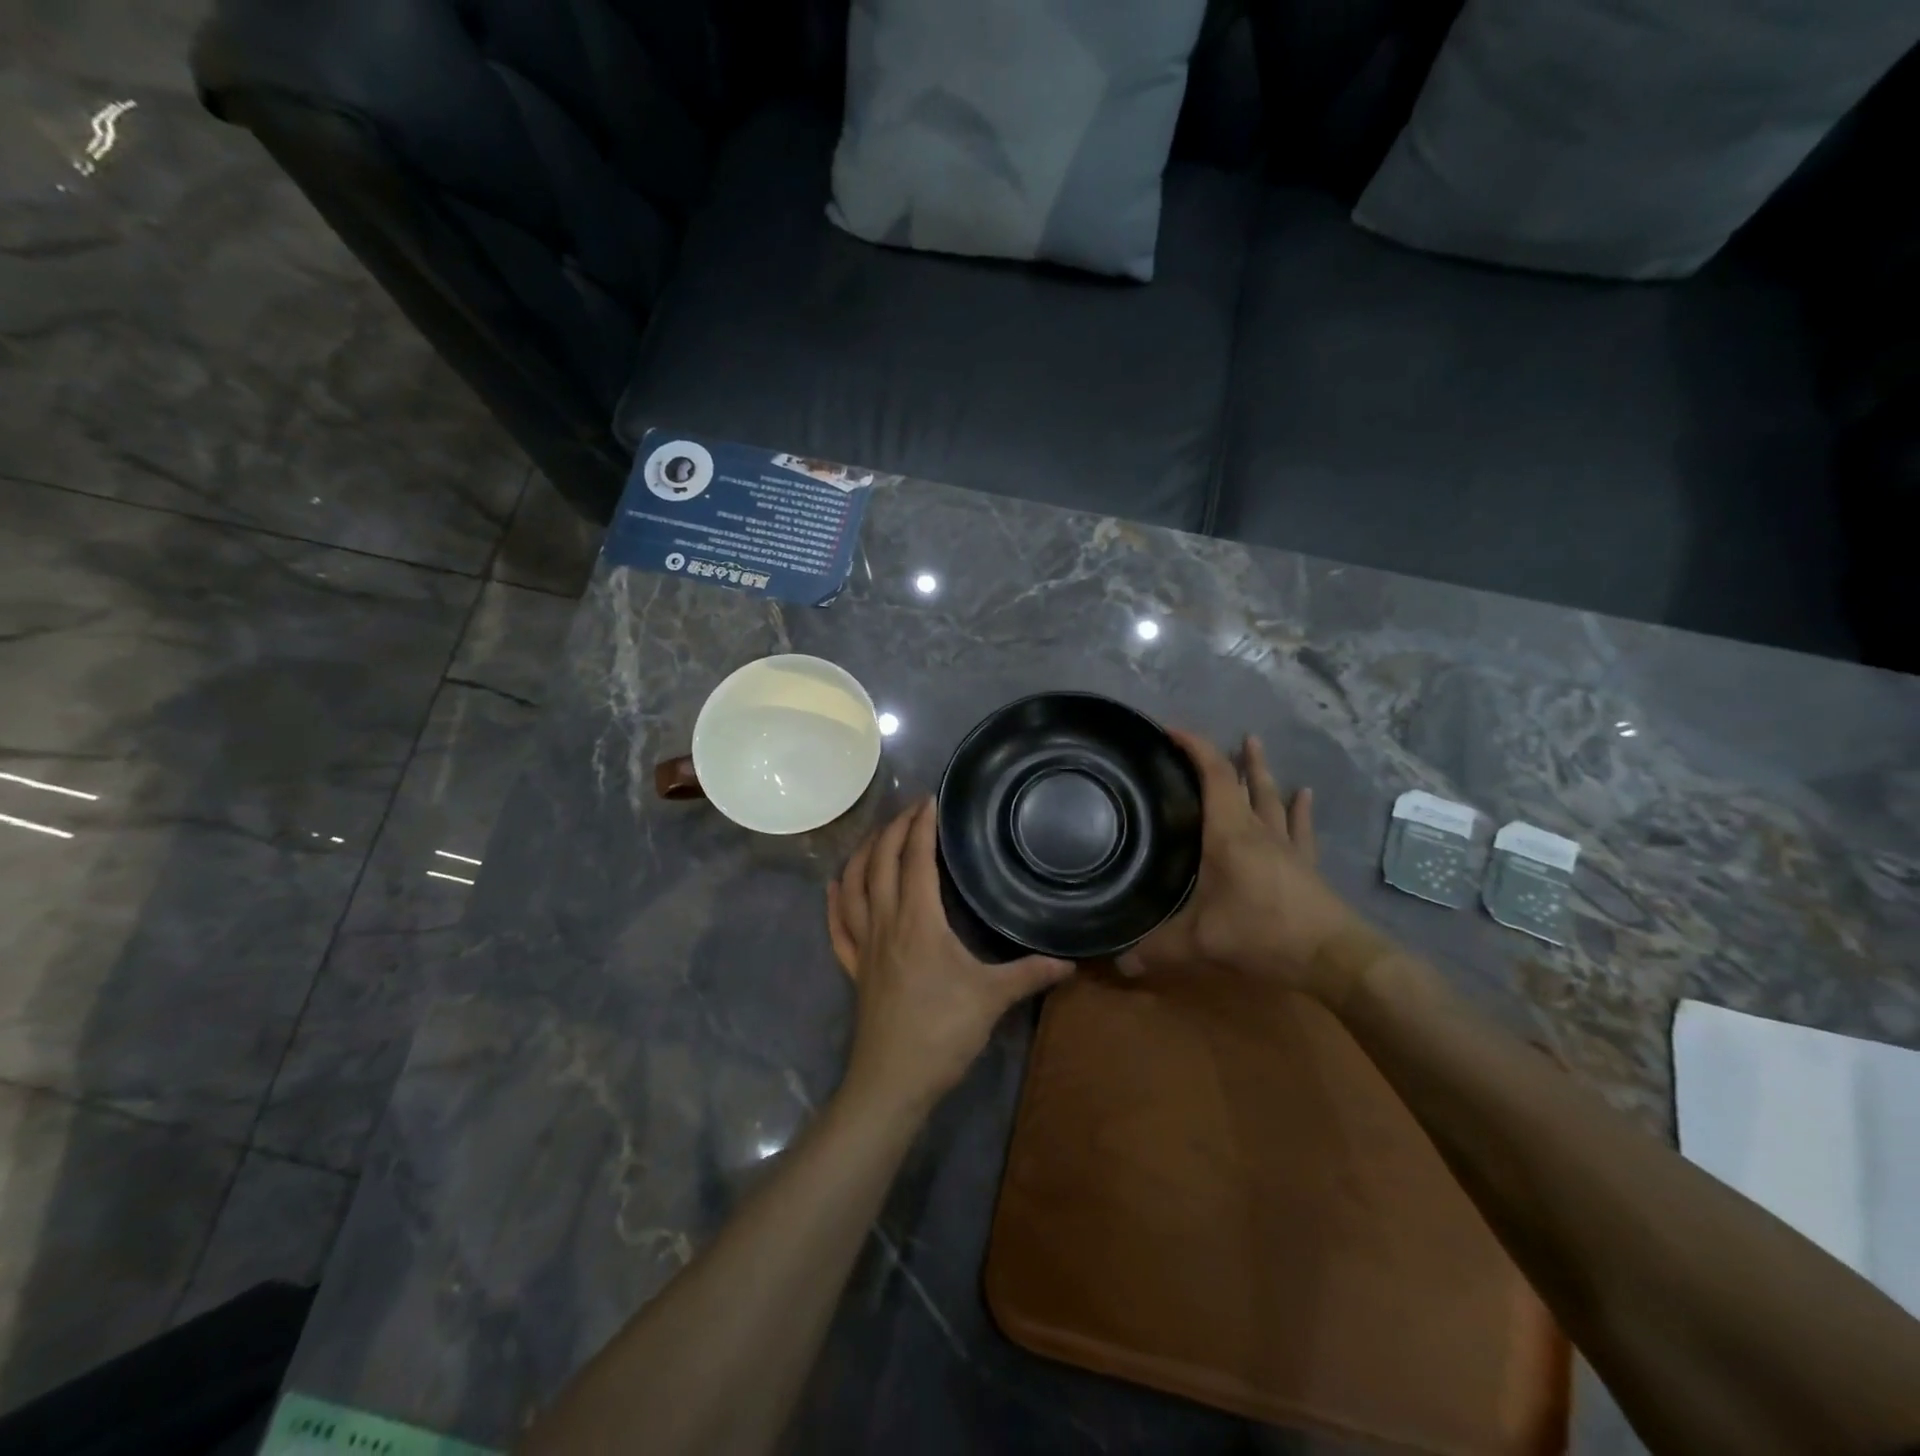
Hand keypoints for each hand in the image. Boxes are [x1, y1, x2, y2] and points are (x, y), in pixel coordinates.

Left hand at [828, 798, 1073, 1112]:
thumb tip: (1071, 960)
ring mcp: (864, 945)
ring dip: (863, 856)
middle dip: (893, 830)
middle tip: (911, 810)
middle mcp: (886, 922)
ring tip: (876, 836)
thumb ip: (1031, 973)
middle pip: (880, 863)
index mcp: (919, 921)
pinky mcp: (854, 969)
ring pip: (854, 887)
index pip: (916, 859)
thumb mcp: (993, 998)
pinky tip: (835, 887)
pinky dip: (835, 901)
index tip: (930, 800)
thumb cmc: (942, 1032)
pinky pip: (838, 926)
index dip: (921, 826)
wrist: (893, 1080)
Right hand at [1116, 731, 1371, 997]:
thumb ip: (1158, 949)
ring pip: (1272, 798)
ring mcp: (1286, 846)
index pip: (1214, 775)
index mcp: (1229, 834)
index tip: (1172, 731)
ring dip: (1261, 772)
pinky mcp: (1306, 865)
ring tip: (1255, 745)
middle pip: (1245, 781)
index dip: (1195, 748)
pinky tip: (1304, 794)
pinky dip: (1298, 809)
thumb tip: (1119, 962)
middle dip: (1228, 756)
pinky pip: (1300, 827)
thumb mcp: (1201, 942)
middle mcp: (1258, 831)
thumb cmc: (1263, 934)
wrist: (1334, 955)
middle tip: (1213, 736)